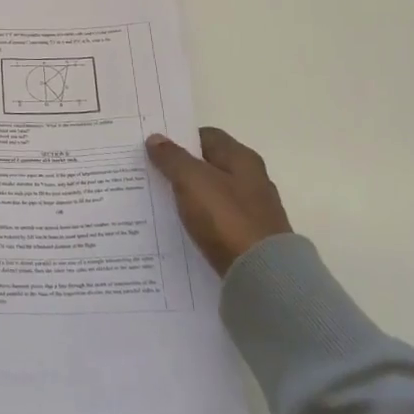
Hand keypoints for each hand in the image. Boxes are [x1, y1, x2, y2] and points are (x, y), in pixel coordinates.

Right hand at [146, 127, 292, 275]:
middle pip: (211, 165)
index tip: (155, 147)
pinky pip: (217, 220)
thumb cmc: (226, 218)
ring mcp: (253, 211)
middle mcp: (252, 180)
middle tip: (150, 173)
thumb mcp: (192, 181)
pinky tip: (181, 227)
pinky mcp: (249, 238)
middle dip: (182, 168)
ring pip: (213, 194)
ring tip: (159, 201)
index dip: (181, 138)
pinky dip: (199, 220)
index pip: (208, 136)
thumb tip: (155, 138)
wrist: (263, 276)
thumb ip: (172, 158)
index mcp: (242, 159)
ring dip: (190, 195)